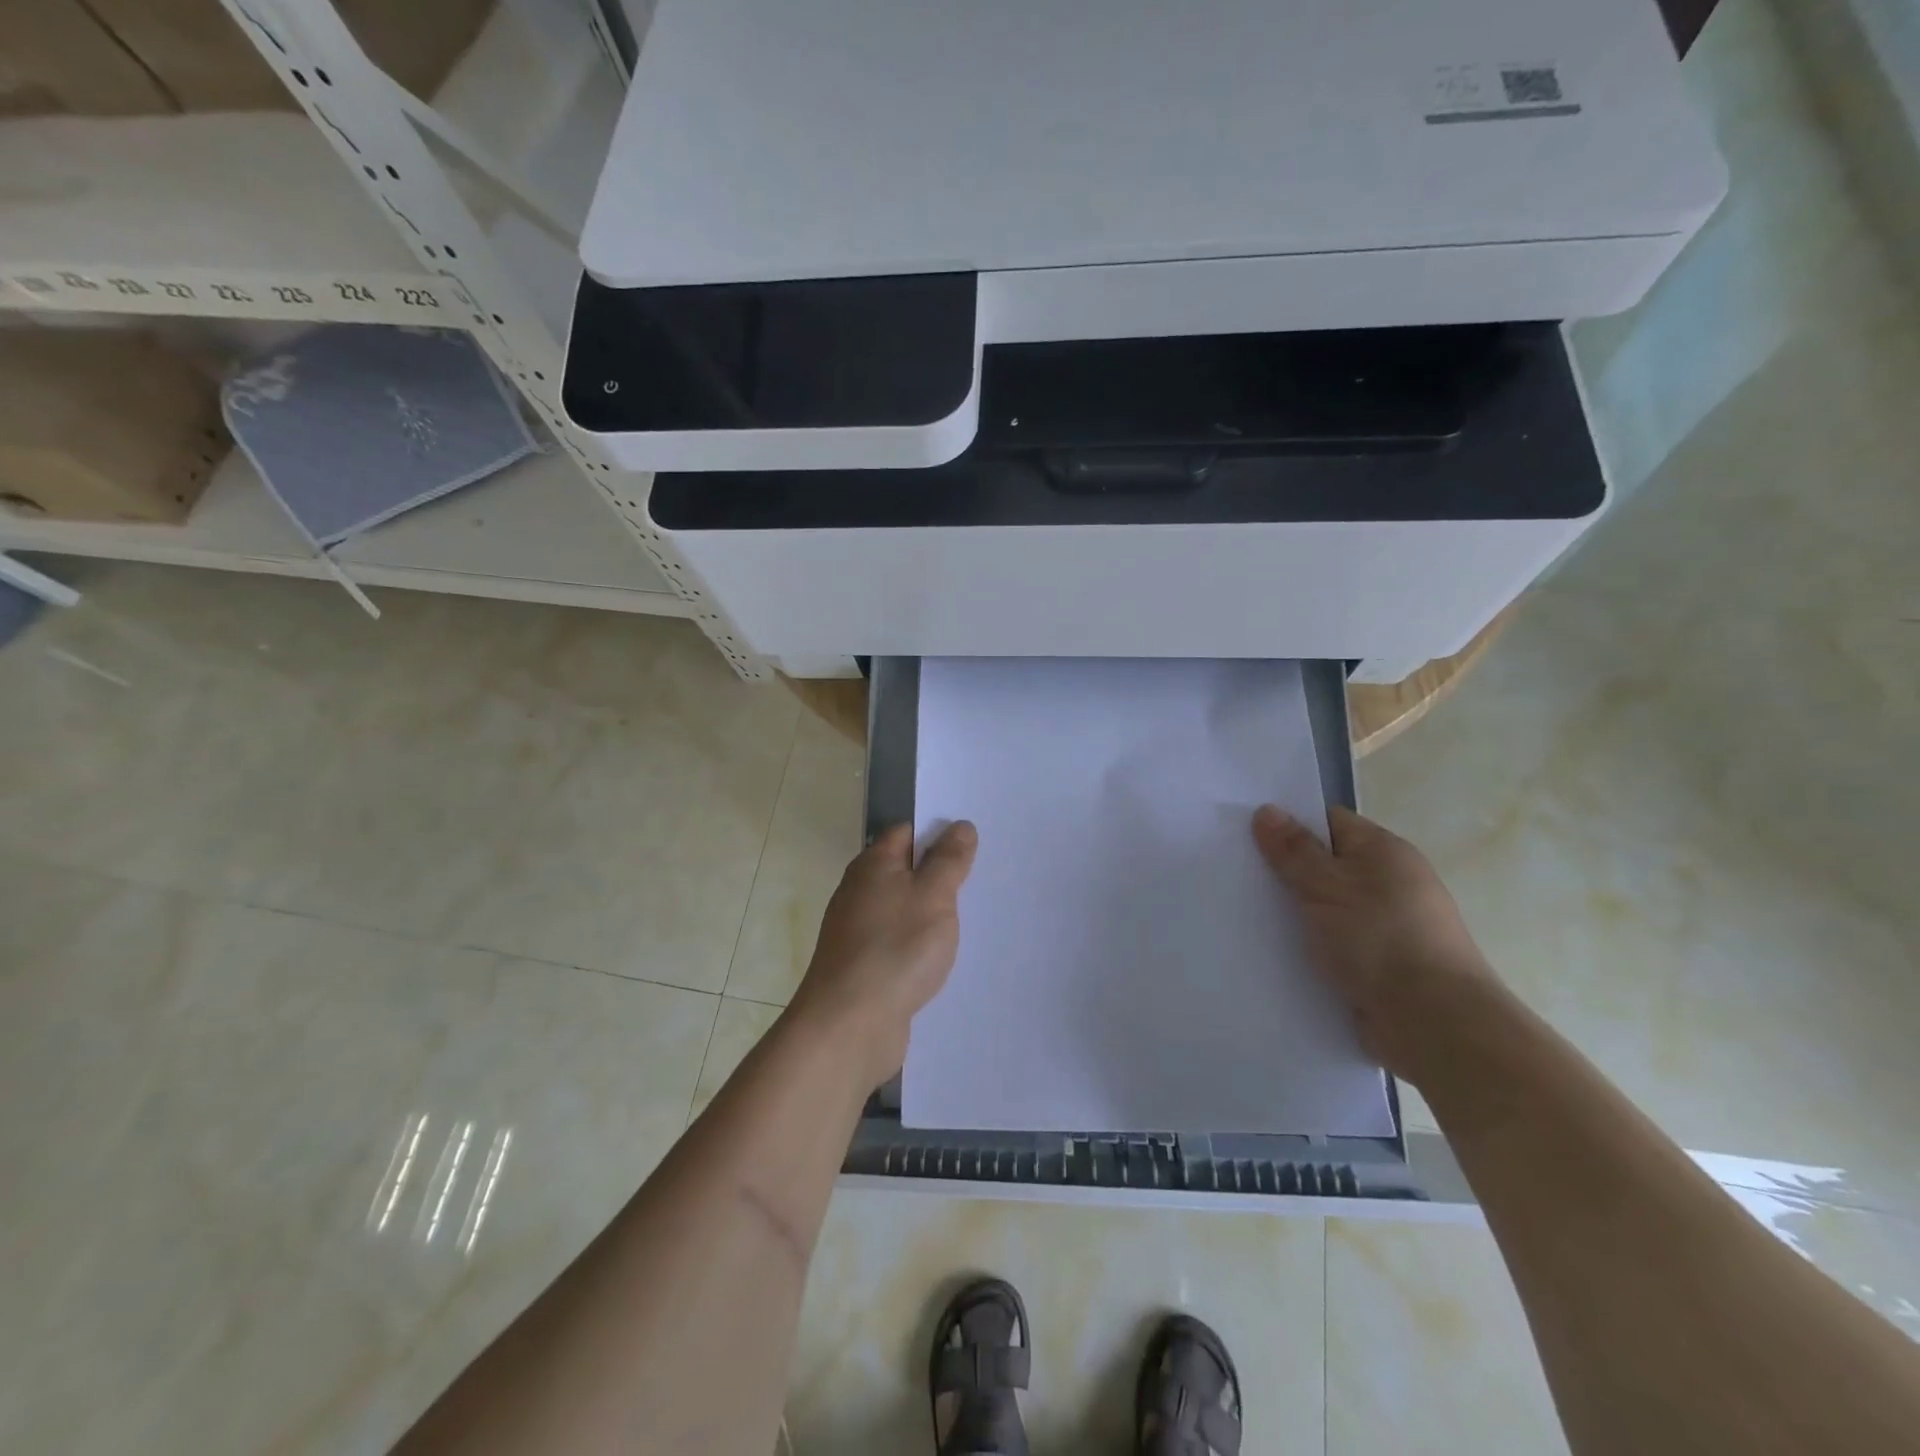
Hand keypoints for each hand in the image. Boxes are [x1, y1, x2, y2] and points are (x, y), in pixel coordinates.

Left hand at [788, 820, 978, 1090]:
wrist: (849, 1025)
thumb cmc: (896, 948)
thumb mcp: (934, 896)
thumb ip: (949, 860)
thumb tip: (960, 826)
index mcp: (873, 865)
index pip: (907, 832)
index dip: (939, 832)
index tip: (974, 843)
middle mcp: (859, 892)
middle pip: (905, 871)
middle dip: (940, 874)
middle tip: (983, 879)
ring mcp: (858, 931)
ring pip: (903, 909)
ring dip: (931, 913)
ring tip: (972, 919)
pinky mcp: (864, 966)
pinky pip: (898, 943)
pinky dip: (919, 945)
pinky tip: (943, 958)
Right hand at [1253, 803, 1498, 1085]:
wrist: (1433, 1025)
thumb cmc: (1380, 940)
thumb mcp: (1327, 886)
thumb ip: (1294, 850)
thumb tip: (1267, 810)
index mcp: (1384, 852)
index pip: (1328, 822)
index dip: (1287, 823)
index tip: (1244, 833)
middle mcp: (1388, 884)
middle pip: (1323, 866)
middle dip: (1283, 871)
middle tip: (1233, 873)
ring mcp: (1384, 927)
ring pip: (1324, 909)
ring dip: (1292, 914)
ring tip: (1240, 913)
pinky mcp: (1376, 966)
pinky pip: (1331, 944)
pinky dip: (1305, 946)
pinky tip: (1269, 951)